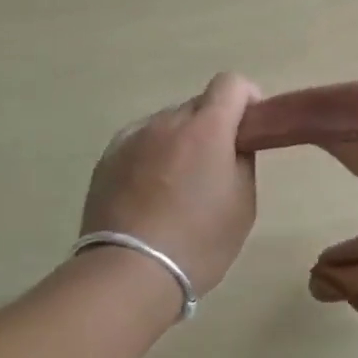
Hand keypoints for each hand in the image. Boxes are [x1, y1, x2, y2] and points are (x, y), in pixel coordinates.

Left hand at [80, 73, 262, 297]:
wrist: (128, 274)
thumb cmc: (198, 241)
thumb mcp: (243, 202)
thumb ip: (243, 159)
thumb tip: (235, 142)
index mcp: (207, 127)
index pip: (231, 82)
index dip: (247, 100)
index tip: (250, 130)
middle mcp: (167, 121)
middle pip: (199, 104)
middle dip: (214, 125)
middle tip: (217, 167)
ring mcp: (132, 138)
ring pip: (168, 123)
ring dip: (181, 140)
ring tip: (179, 184)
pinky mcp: (107, 159)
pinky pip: (141, 142)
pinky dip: (153, 155)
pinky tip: (151, 191)